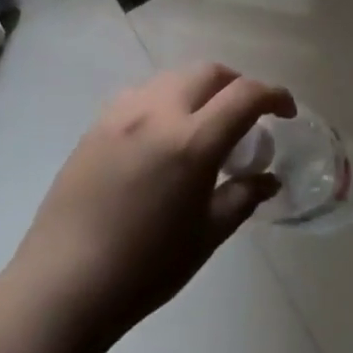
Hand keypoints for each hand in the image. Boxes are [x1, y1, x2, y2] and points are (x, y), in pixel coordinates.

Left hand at [13, 64, 292, 347]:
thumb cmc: (145, 267)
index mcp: (191, 140)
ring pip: (172, 77)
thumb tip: (268, 178)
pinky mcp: (97, 122)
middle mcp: (158, 111)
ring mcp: (122, 112)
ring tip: (204, 125)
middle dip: (236, 85)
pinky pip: (142, 93)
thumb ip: (242, 197)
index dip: (274, 95)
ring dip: (199, 89)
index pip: (244, 95)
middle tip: (247, 116)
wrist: (66, 280)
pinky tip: (163, 135)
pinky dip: (166, 100)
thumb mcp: (206, 235)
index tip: (286, 112)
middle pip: (208, 72)